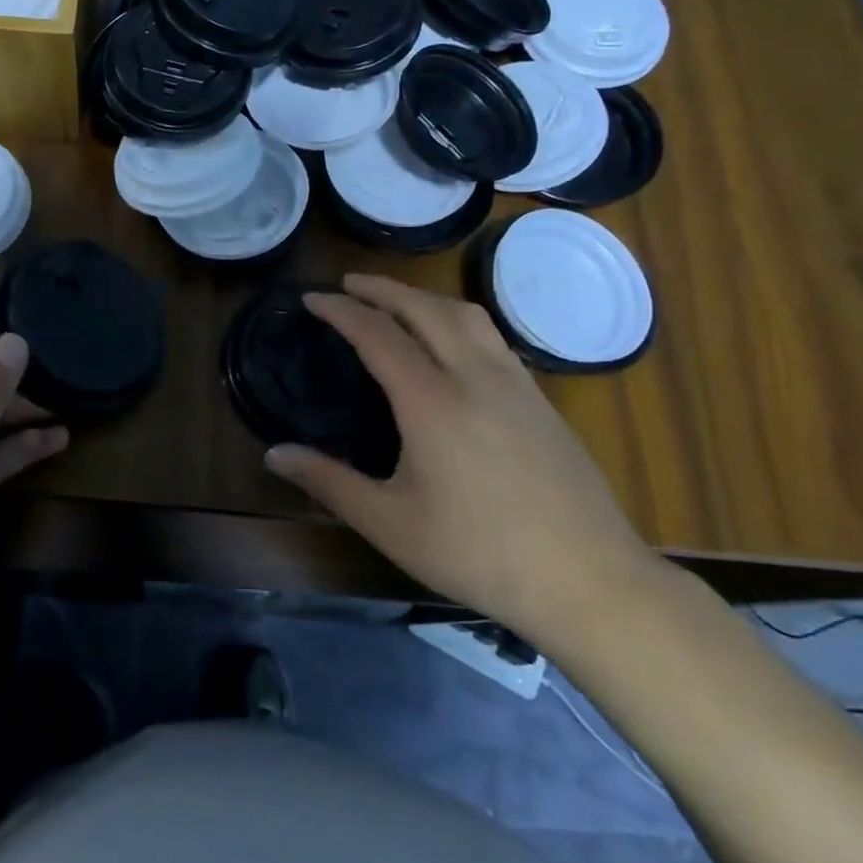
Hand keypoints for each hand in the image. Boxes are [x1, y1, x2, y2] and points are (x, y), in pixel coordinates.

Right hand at [264, 274, 658, 645]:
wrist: (589, 580)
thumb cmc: (479, 552)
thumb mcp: (390, 523)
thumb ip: (328, 482)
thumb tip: (273, 454)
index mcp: (431, 401)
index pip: (377, 333)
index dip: (340, 310)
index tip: (311, 298)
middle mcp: (474, 376)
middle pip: (423, 307)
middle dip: (381, 288)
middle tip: (348, 283)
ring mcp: (514, 383)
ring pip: (465, 314)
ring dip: (423, 297)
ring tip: (396, 302)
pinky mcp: (540, 399)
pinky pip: (491, 336)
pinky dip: (456, 319)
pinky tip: (451, 344)